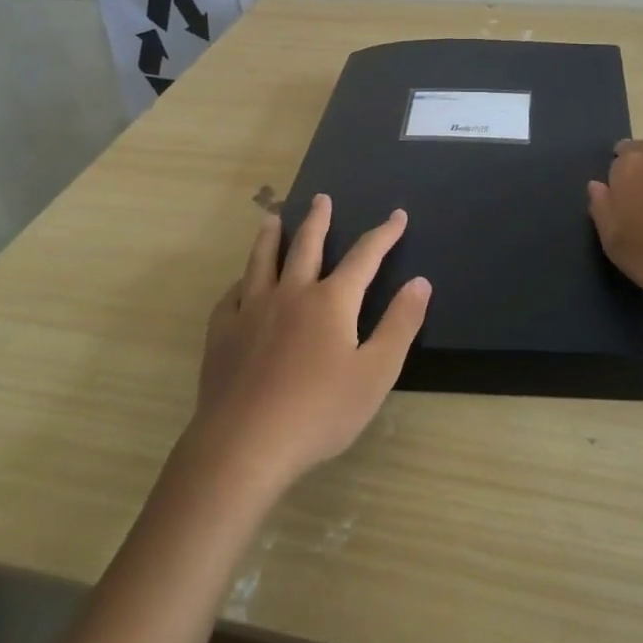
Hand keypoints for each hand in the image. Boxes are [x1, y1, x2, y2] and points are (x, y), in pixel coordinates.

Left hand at [190, 195, 430, 487]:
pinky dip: (241, 281)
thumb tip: (420, 282)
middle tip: (321, 198)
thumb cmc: (319, 412)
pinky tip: (241, 283)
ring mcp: (251, 310)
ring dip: (271, 236)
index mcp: (331, 301)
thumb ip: (400, 324)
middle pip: (307, 246)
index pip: (365, 257)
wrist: (244, 444)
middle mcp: (291, 293)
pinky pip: (232, 294)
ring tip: (273, 217)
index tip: (397, 215)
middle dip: (319, 220)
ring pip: (262, 261)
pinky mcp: (222, 332)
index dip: (384, 234)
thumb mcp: (376, 373)